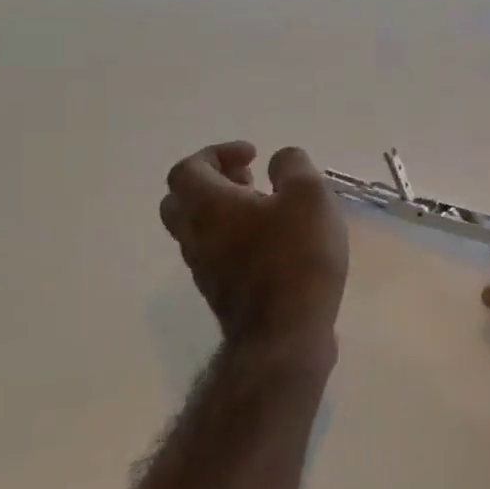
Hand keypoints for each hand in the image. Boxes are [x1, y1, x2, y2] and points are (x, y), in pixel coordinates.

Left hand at [161, 141, 348, 347]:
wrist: (285, 335)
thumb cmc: (296, 256)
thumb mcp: (309, 195)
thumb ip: (293, 167)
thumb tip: (279, 160)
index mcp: (208, 205)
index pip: (188, 169)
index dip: (217, 153)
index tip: (253, 155)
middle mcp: (195, 235)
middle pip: (180, 201)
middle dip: (212, 183)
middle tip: (248, 179)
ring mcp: (204, 269)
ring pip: (197, 230)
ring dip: (223, 212)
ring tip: (266, 210)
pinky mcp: (221, 294)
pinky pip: (216, 255)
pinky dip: (234, 239)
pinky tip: (273, 244)